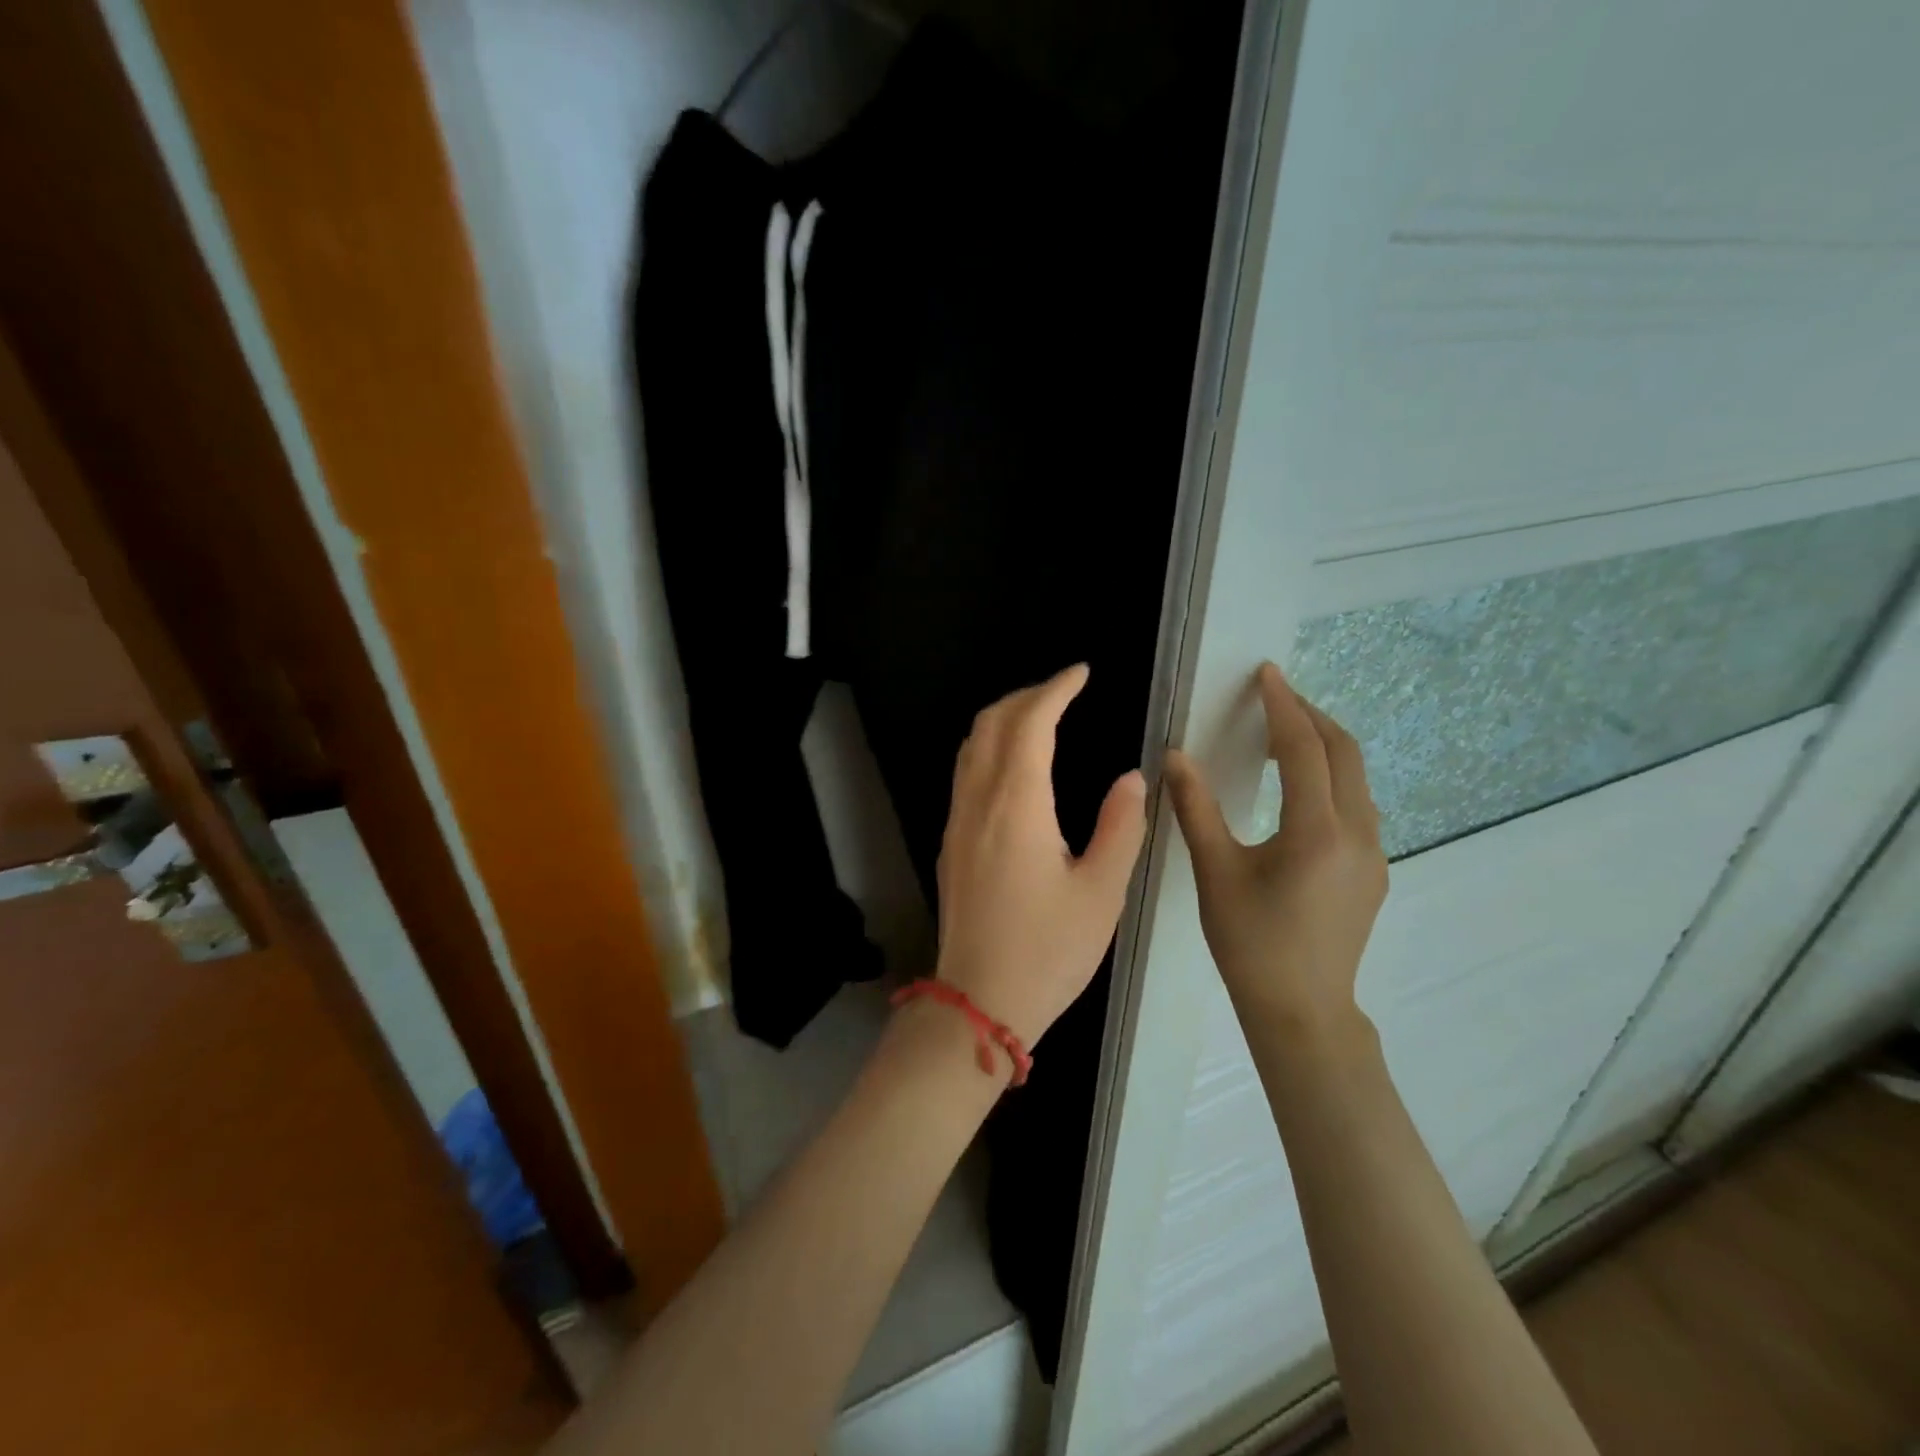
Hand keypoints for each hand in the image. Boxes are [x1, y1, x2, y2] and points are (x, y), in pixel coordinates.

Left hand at [933, 664, 1147, 1048]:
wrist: (978, 1001)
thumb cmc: (1048, 950)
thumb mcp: (1101, 892)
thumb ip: (1120, 826)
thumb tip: (1131, 776)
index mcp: (1016, 804)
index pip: (1031, 722)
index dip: (1056, 689)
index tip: (1082, 673)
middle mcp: (978, 801)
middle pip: (991, 722)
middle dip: (1027, 695)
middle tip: (1065, 691)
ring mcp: (957, 821)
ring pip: (972, 745)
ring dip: (1004, 718)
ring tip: (1041, 717)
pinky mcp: (950, 843)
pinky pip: (966, 773)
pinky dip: (990, 747)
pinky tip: (1016, 766)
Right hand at [1164, 662, 1387, 1036]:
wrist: (1302, 1010)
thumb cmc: (1250, 942)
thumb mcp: (1215, 872)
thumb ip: (1195, 807)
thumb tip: (1174, 755)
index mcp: (1316, 830)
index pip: (1304, 748)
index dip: (1283, 705)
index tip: (1266, 674)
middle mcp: (1357, 833)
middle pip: (1345, 753)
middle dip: (1311, 716)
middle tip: (1275, 697)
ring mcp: (1373, 854)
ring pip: (1357, 779)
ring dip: (1325, 747)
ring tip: (1286, 736)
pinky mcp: (1374, 871)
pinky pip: (1358, 806)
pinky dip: (1332, 779)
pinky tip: (1302, 791)